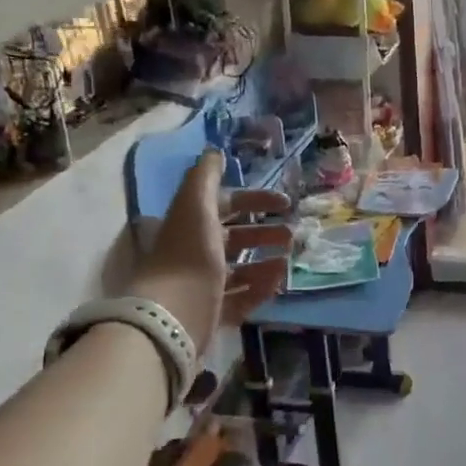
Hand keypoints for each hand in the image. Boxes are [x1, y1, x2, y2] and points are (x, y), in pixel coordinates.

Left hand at [124, 151, 291, 348]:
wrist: (173, 315)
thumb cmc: (188, 254)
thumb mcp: (195, 206)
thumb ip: (205, 177)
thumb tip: (214, 151)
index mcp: (190, 225)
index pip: (225, 205)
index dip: (254, 200)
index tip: (284, 202)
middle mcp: (195, 252)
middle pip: (235, 238)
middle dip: (264, 232)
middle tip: (292, 234)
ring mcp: (204, 284)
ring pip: (240, 269)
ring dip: (266, 261)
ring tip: (289, 260)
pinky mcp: (213, 313)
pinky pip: (242, 298)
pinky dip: (261, 288)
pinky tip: (279, 281)